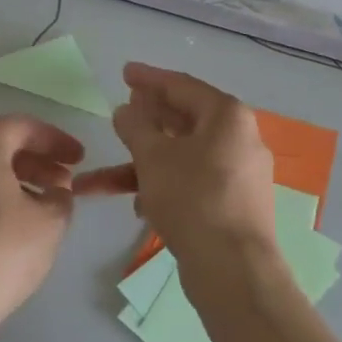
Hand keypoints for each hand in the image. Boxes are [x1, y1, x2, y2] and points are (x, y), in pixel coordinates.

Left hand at [0, 116, 87, 328]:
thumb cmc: (0, 253)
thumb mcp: (50, 222)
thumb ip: (60, 196)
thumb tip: (56, 191)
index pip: (21, 126)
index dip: (55, 139)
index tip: (80, 158)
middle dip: (36, 159)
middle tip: (65, 180)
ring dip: (16, 179)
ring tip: (45, 205)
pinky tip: (15, 225)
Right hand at [85, 64, 281, 284]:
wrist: (233, 270)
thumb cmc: (193, 199)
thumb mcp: (154, 157)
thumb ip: (136, 126)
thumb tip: (126, 110)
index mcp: (227, 116)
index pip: (182, 85)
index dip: (149, 78)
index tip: (124, 72)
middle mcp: (239, 138)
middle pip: (184, 120)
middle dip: (145, 121)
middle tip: (120, 112)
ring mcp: (238, 173)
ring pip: (182, 157)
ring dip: (142, 164)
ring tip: (102, 177)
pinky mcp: (232, 204)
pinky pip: (192, 182)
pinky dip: (164, 186)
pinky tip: (136, 205)